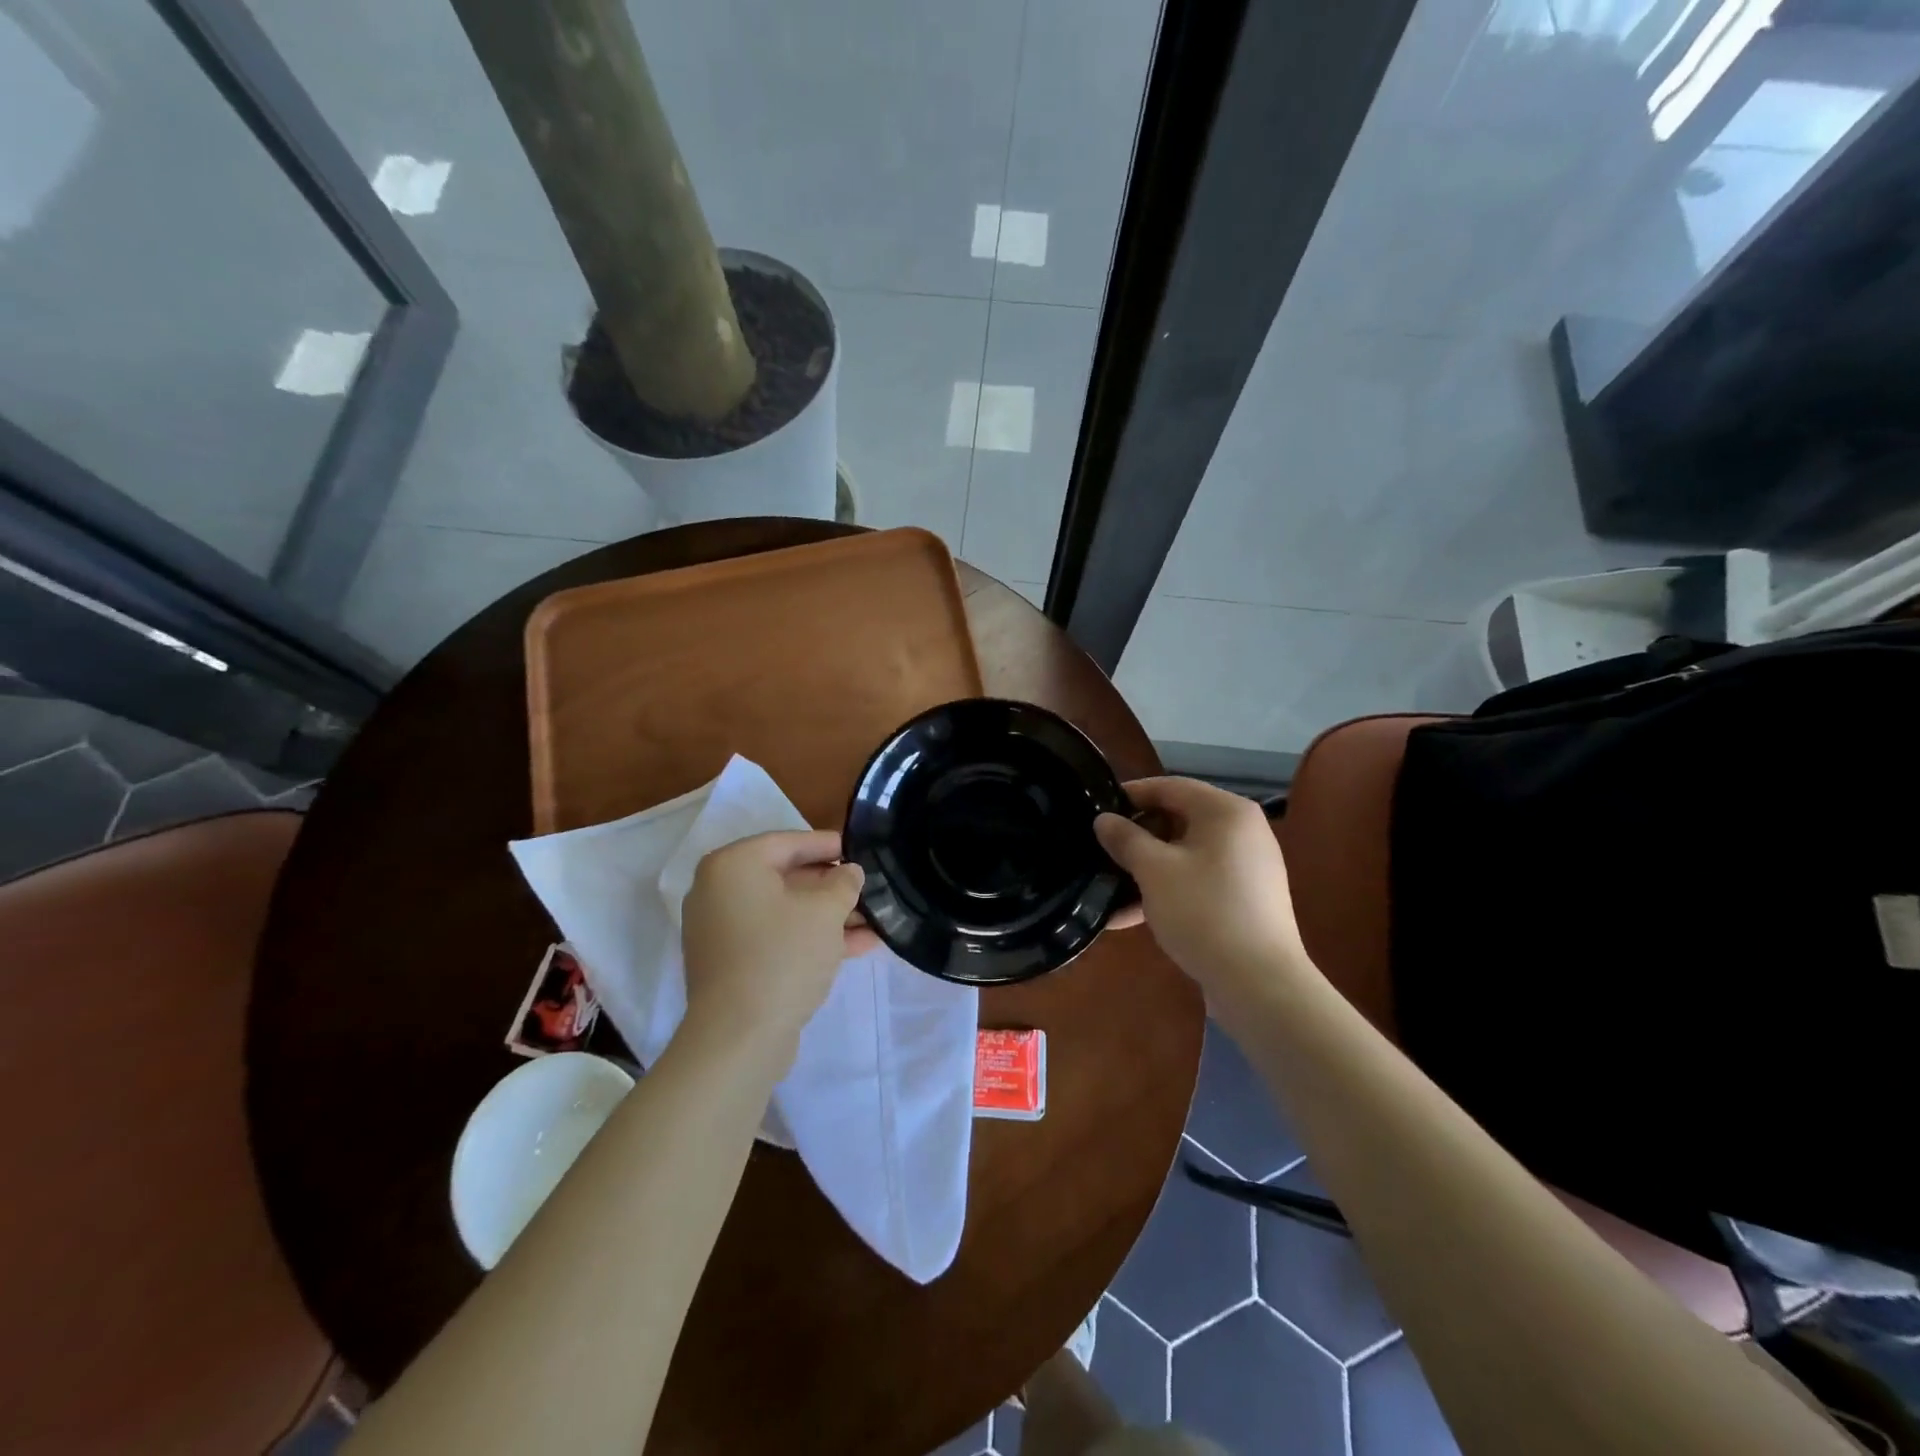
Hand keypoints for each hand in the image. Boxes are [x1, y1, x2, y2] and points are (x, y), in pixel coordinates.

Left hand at [680, 830, 876, 1061]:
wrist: (739, 1037)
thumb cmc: (782, 956)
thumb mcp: (825, 911)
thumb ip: (843, 883)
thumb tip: (849, 872)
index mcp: (733, 865)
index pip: (788, 842)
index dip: (828, 845)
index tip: (860, 850)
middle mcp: (719, 891)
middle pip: (786, 877)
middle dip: (832, 886)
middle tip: (868, 888)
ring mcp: (722, 930)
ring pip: (785, 911)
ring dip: (828, 915)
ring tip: (874, 920)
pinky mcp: (731, 963)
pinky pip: (776, 937)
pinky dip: (810, 938)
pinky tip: (857, 945)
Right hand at [1094, 778, 1309, 1017]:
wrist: (1259, 984)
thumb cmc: (1203, 911)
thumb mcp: (1154, 871)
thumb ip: (1125, 839)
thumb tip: (1103, 820)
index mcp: (1226, 811)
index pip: (1170, 786)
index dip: (1131, 795)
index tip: (1097, 809)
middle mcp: (1242, 831)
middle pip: (1178, 820)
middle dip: (1136, 837)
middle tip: (1101, 851)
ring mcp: (1246, 867)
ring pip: (1184, 855)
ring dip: (1146, 870)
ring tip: (1107, 889)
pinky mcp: (1243, 899)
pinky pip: (1197, 881)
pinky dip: (1167, 891)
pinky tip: (1129, 917)